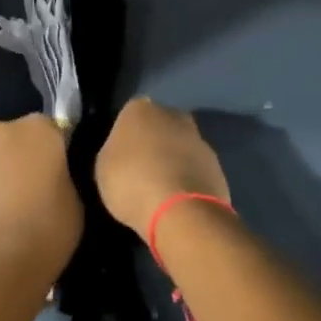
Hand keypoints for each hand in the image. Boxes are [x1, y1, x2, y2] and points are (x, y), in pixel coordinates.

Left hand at [0, 115, 81, 284]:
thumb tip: (54, 178)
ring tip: (11, 212)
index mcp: (38, 128)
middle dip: (24, 158)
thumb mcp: (76, 201)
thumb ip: (63, 177)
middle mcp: (1, 131)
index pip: (53, 130)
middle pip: (17, 140)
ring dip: (0, 176)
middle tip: (36, 191)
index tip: (61, 175)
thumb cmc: (47, 227)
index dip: (57, 153)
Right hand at [95, 98, 229, 236]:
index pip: (129, 115)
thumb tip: (123, 151)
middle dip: (153, 142)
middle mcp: (172, 114)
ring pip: (180, 146)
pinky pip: (195, 168)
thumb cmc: (131, 182)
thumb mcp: (103, 168)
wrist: (181, 211)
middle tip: (141, 169)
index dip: (125, 136)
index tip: (121, 156)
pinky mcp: (217, 165)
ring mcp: (198, 139)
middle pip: (159, 125)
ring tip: (161, 188)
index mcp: (140, 109)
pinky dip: (188, 179)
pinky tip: (178, 199)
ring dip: (173, 160)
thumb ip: (113, 152)